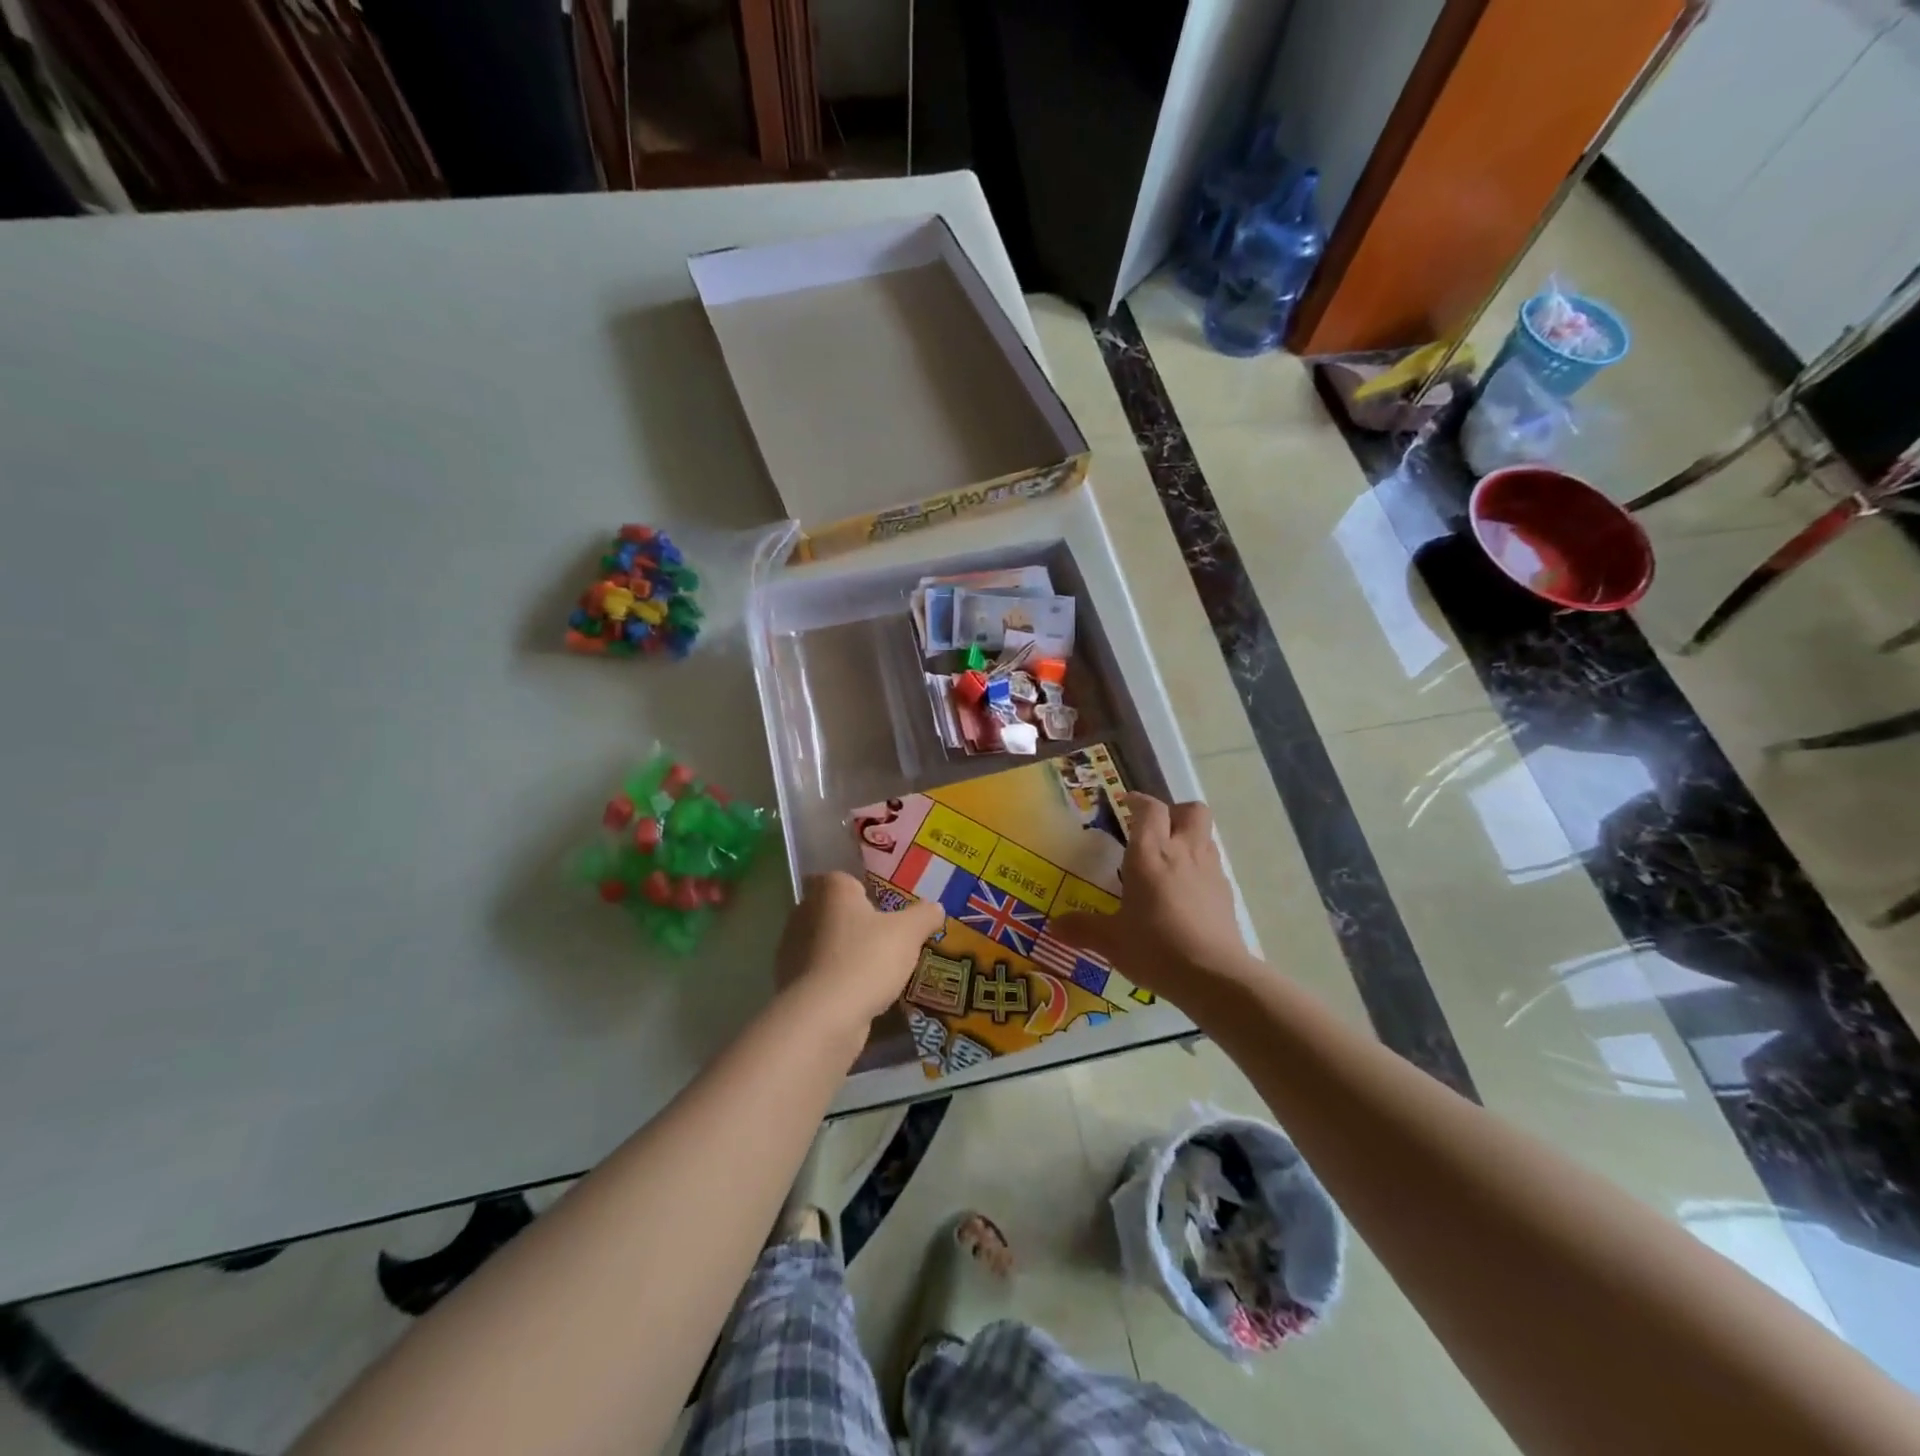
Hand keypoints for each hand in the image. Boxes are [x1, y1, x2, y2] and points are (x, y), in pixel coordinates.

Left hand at [774, 871, 944, 1030]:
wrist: (824, 1016)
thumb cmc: (867, 958)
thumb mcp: (908, 933)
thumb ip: (924, 915)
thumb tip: (936, 908)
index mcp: (831, 889)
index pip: (844, 880)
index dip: (863, 891)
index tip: (885, 909)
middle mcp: (804, 911)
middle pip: (834, 911)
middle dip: (855, 923)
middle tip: (886, 939)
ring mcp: (791, 948)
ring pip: (825, 943)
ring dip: (844, 953)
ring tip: (876, 971)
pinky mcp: (789, 982)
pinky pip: (818, 973)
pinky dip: (835, 980)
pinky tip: (858, 995)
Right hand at [1049, 794, 1251, 996]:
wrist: (1213, 976)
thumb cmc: (1155, 948)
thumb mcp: (1111, 941)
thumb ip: (1083, 929)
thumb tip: (1053, 926)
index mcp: (1150, 854)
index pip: (1150, 809)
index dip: (1138, 801)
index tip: (1126, 803)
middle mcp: (1182, 852)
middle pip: (1191, 810)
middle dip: (1174, 811)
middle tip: (1155, 828)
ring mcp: (1209, 871)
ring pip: (1205, 835)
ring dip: (1188, 837)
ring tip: (1169, 860)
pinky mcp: (1226, 893)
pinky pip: (1213, 865)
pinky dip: (1199, 867)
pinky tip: (1186, 892)